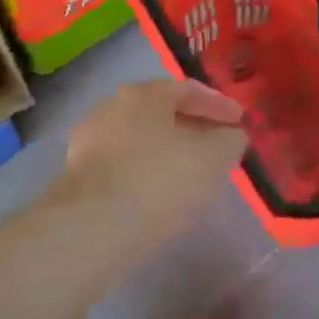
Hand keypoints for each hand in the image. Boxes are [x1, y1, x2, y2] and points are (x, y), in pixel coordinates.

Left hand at [57, 78, 248, 242]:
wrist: (92, 228)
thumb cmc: (160, 179)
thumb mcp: (214, 157)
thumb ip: (230, 140)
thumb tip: (231, 135)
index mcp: (144, 93)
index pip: (189, 89)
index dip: (219, 105)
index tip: (240, 122)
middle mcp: (112, 107)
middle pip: (161, 113)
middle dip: (192, 127)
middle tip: (217, 145)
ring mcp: (89, 142)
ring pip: (140, 140)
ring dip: (168, 151)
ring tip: (192, 173)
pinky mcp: (78, 177)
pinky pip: (124, 165)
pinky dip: (147, 172)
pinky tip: (162, 193)